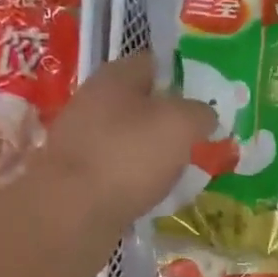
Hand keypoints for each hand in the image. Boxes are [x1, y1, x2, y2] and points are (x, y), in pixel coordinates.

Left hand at [32, 52, 215, 227]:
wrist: (71, 212)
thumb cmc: (129, 156)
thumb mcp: (180, 125)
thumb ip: (200, 113)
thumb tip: (205, 115)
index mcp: (114, 77)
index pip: (152, 63)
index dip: (180, 77)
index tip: (203, 100)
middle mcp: (91, 102)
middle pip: (137, 104)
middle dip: (165, 120)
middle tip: (194, 140)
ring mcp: (79, 141)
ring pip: (125, 140)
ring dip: (149, 154)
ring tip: (177, 173)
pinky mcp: (75, 178)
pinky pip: (114, 172)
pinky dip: (133, 182)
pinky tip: (149, 196)